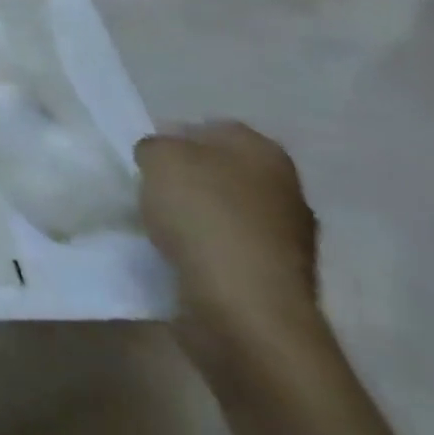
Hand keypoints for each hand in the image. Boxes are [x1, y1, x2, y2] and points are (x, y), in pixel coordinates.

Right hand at [136, 121, 323, 368]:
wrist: (244, 307)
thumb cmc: (203, 216)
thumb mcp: (159, 158)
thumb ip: (156, 146)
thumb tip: (162, 157)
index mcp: (264, 152)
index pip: (214, 128)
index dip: (176, 136)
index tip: (145, 157)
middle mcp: (286, 189)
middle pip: (223, 171)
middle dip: (188, 178)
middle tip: (149, 188)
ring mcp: (288, 238)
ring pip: (226, 211)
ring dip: (195, 216)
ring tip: (157, 225)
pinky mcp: (274, 278)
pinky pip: (227, 249)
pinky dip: (203, 250)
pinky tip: (177, 256)